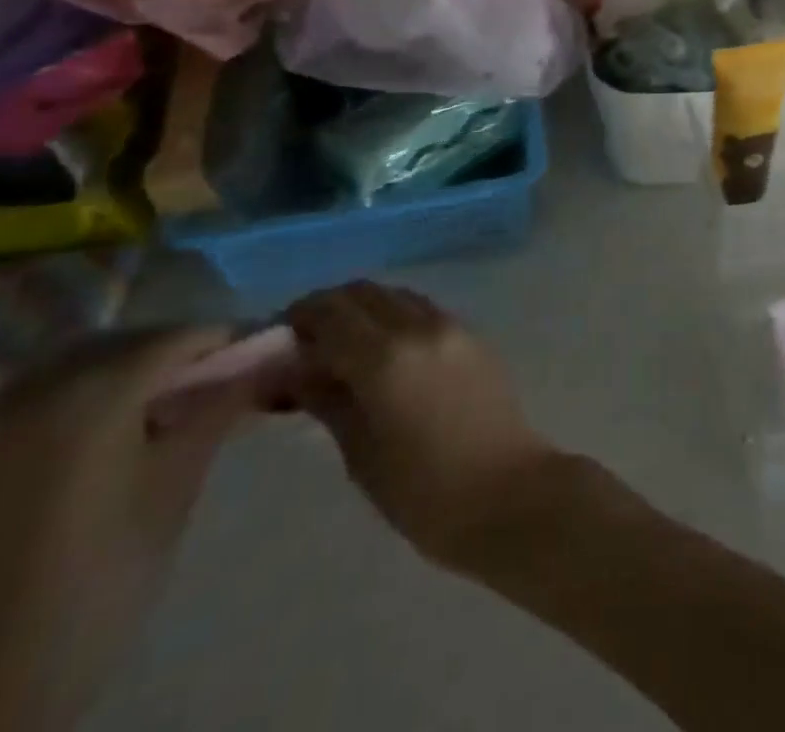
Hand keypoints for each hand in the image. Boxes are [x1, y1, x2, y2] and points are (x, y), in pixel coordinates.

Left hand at [0, 329, 251, 731]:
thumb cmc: (103, 573)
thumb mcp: (177, 485)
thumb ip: (219, 410)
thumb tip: (268, 360)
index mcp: (96, 392)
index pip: (178, 337)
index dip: (223, 341)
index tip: (255, 357)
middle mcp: (40, 390)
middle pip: (125, 342)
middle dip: (172, 353)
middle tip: (210, 384)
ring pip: (74, 362)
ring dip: (121, 367)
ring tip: (154, 406)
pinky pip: (34, 396)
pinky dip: (76, 393)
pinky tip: (97, 433)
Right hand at [285, 283, 559, 567]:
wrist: (506, 491)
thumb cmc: (423, 491)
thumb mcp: (360, 452)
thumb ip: (327, 400)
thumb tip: (293, 371)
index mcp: (385, 357)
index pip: (330, 312)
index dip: (298, 318)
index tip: (277, 338)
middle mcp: (420, 327)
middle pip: (364, 292)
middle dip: (329, 308)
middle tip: (305, 343)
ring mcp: (452, 326)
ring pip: (397, 296)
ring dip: (365, 309)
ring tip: (344, 349)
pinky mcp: (473, 335)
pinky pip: (424, 310)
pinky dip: (396, 317)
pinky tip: (385, 354)